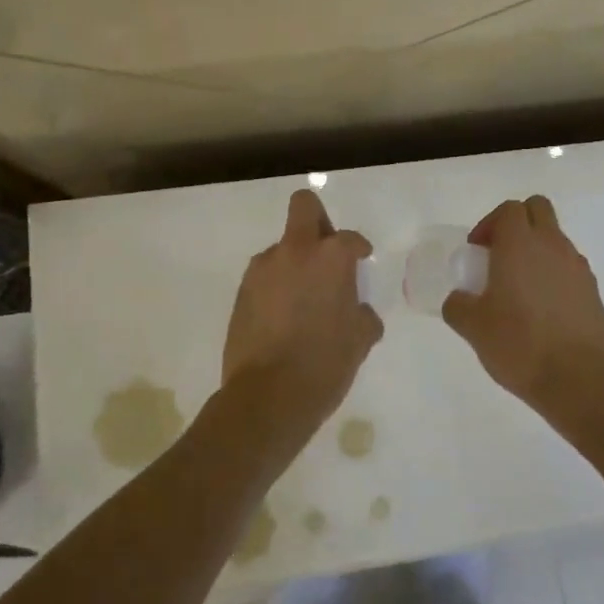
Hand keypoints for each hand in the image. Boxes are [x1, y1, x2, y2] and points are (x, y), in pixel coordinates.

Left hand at [219, 189, 382, 455]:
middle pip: (304, 207)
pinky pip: (265, 277)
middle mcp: (294, 252)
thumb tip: (357, 311)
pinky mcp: (241, 292)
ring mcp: (262, 270)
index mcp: (330, 257)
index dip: (358, 249)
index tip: (361, 263)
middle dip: (318, 220)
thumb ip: (363, 315)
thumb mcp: (361, 340)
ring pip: (282, 248)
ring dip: (295, 263)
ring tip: (303, 302)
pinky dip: (276, 287)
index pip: (349, 238)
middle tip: (326, 253)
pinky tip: (283, 319)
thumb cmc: (325, 364)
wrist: (268, 397)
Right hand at [443, 195, 603, 425]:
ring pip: (556, 239)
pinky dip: (553, 276)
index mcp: (521, 245)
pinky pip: (569, 268)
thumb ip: (458, 306)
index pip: (509, 209)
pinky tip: (542, 312)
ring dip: (536, 251)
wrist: (581, 381)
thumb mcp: (473, 328)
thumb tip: (458, 300)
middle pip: (538, 209)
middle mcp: (553, 246)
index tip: (477, 253)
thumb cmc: (520, 345)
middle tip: (498, 257)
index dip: (489, 224)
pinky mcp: (594, 292)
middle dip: (517, 224)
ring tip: (519, 291)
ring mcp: (578, 268)